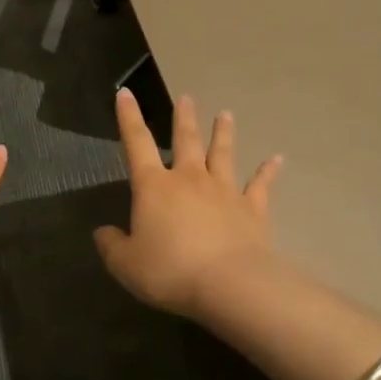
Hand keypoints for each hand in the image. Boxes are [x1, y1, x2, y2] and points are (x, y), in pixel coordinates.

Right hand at [94, 89, 283, 322]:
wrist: (230, 285)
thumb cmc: (170, 271)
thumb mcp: (126, 264)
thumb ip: (112, 245)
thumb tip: (103, 232)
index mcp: (154, 187)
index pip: (137, 143)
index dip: (128, 118)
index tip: (125, 93)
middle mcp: (189, 180)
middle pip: (186, 141)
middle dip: (184, 118)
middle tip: (186, 98)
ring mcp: (224, 192)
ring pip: (224, 154)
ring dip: (224, 133)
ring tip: (225, 114)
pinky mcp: (252, 210)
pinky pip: (261, 186)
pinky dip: (268, 171)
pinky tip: (277, 159)